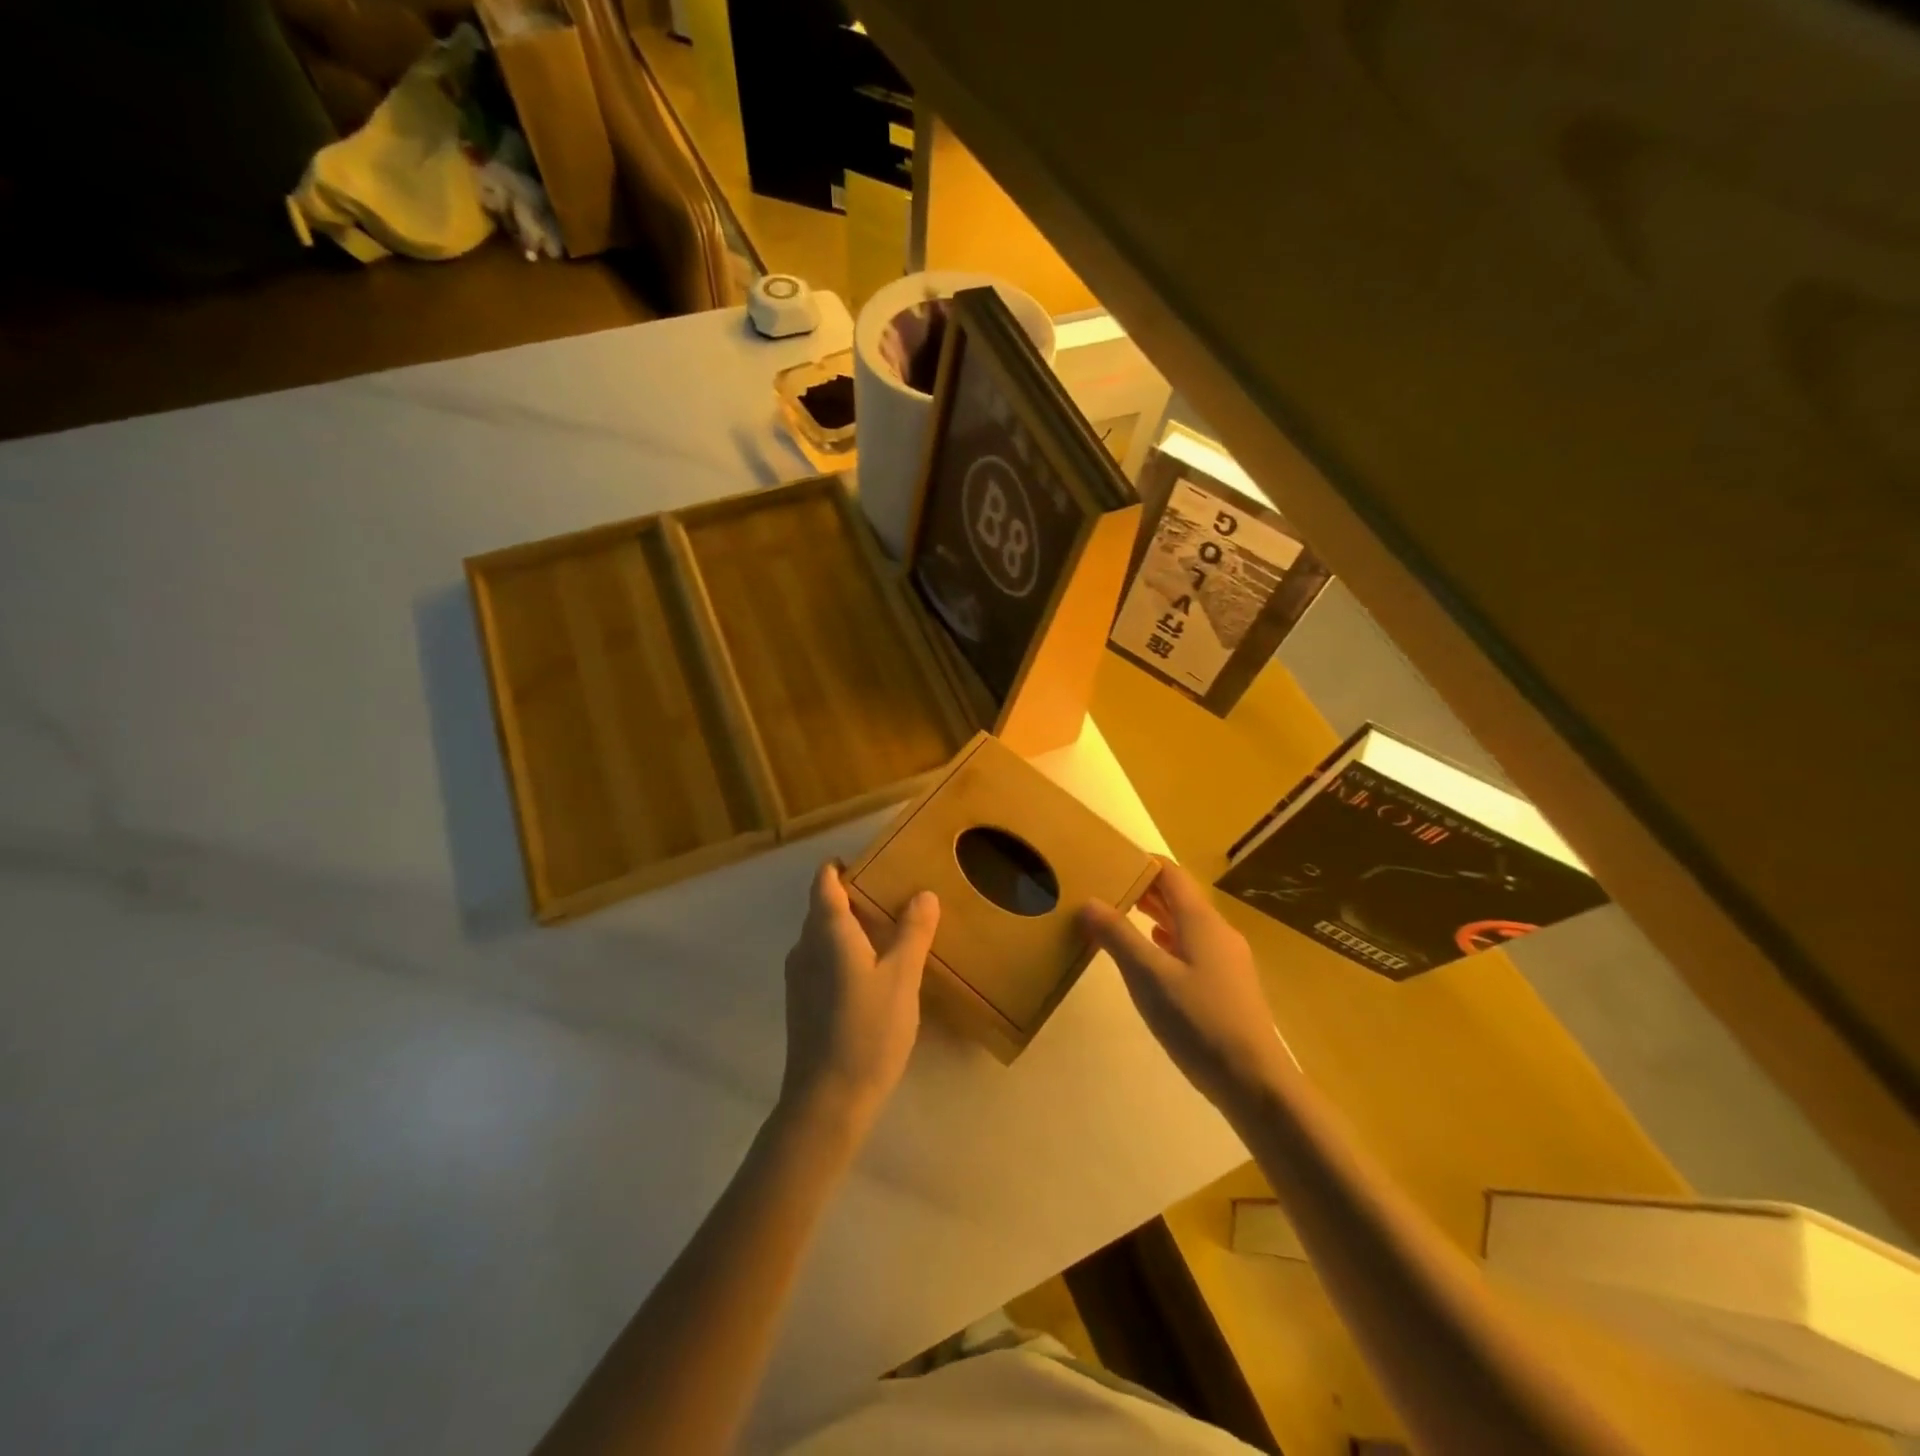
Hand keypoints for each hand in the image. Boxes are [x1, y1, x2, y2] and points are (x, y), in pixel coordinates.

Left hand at [780, 862, 939, 1134]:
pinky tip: (873, 974)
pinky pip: (822, 961)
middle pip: (824, 907)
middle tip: (896, 897)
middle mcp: (805, 947)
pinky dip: (845, 954)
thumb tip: (923, 894)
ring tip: (891, 933)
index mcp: (827, 931)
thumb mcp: (902, 978)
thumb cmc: (867, 1030)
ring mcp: (799, 978)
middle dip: (855, 897)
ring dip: (851, 928)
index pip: (825, 881)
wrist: (826, 1101)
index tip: (873, 863)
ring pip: (823, 937)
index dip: (842, 867)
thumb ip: (912, 932)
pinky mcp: (802, 1004)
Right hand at [1081, 861, 1293, 1111]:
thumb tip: (1089, 901)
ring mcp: (1226, 960)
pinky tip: (1152, 955)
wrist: (1254, 1081)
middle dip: (1143, 888)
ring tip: (1120, 916)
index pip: (1171, 874)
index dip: (1142, 862)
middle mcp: (1218, 932)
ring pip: (1186, 924)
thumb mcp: (1148, 977)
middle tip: (1105, 888)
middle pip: (1179, 897)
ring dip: (1154, 915)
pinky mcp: (1227, 985)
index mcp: (1201, 921)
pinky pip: (1192, 947)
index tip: (1109, 859)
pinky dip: (1167, 941)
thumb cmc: (1199, 1021)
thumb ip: (1118, 937)